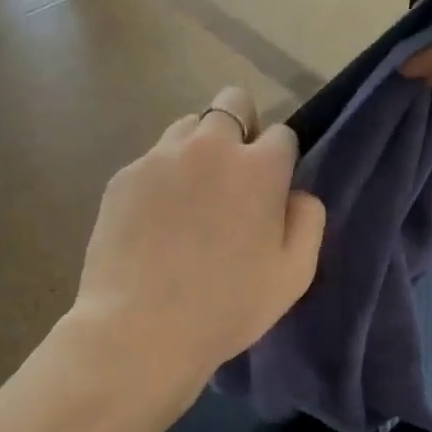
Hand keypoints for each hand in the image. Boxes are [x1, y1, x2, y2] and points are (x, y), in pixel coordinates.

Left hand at [72, 87, 326, 399]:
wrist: (142, 328)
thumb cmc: (228, 307)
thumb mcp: (294, 275)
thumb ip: (308, 222)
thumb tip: (297, 194)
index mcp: (259, 168)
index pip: (282, 134)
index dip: (280, 162)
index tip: (270, 193)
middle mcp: (210, 147)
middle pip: (233, 103)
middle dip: (241, 128)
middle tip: (234, 179)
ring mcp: (160, 157)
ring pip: (188, 127)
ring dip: (199, 150)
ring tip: (191, 199)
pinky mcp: (124, 176)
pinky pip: (152, 159)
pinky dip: (162, 178)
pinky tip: (156, 222)